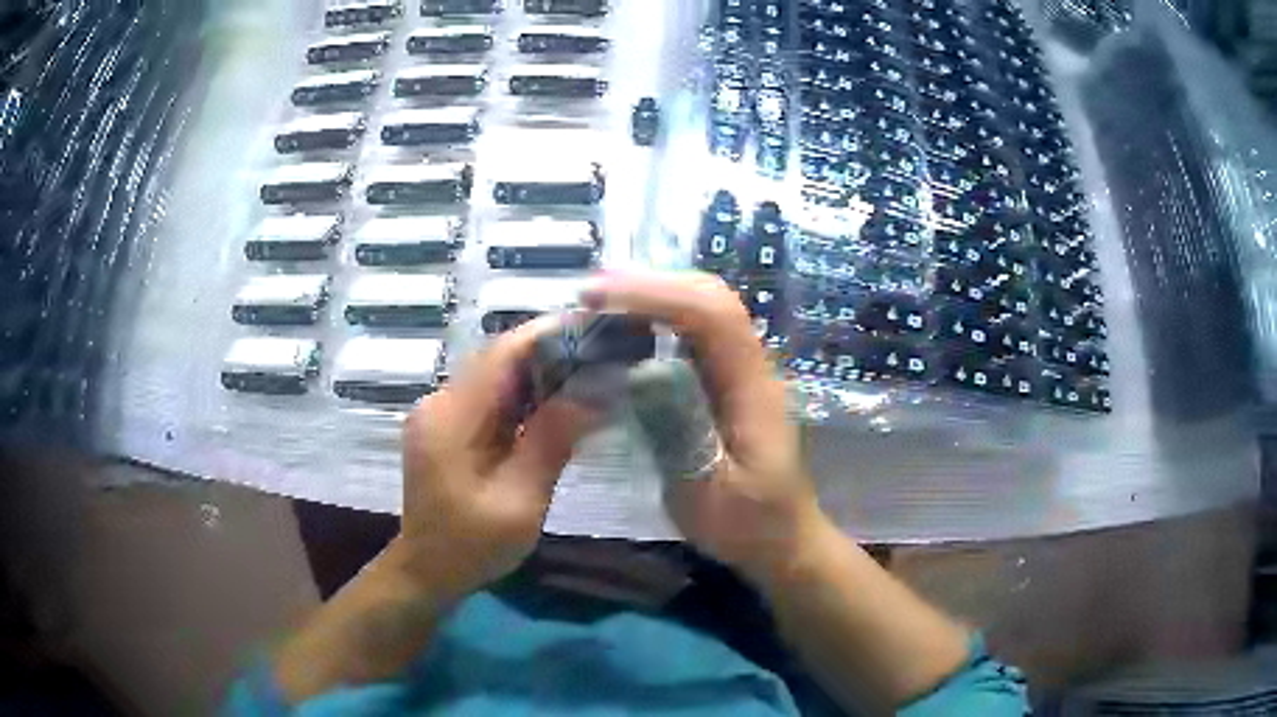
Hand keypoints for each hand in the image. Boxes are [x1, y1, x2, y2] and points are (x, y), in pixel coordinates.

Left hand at [398, 317, 595, 599]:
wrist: (428, 571)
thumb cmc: (472, 545)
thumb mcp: (519, 501)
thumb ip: (551, 442)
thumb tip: (594, 390)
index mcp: (450, 417)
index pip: (503, 354)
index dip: (549, 334)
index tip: (596, 327)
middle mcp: (440, 403)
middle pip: (500, 359)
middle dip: (552, 352)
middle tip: (605, 351)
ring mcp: (440, 413)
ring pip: (497, 376)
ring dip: (541, 373)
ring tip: (591, 371)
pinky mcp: (447, 426)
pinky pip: (491, 398)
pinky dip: (525, 396)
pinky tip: (558, 403)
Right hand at [584, 271, 827, 583]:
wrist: (784, 539)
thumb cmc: (749, 524)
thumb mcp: (708, 490)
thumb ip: (679, 431)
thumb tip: (639, 368)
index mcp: (753, 388)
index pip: (712, 315)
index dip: (656, 294)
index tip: (598, 296)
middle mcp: (752, 366)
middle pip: (711, 297)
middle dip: (652, 284)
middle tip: (591, 294)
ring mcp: (744, 371)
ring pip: (704, 309)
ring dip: (654, 296)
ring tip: (600, 304)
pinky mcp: (730, 383)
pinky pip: (696, 334)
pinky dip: (659, 320)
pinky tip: (628, 333)